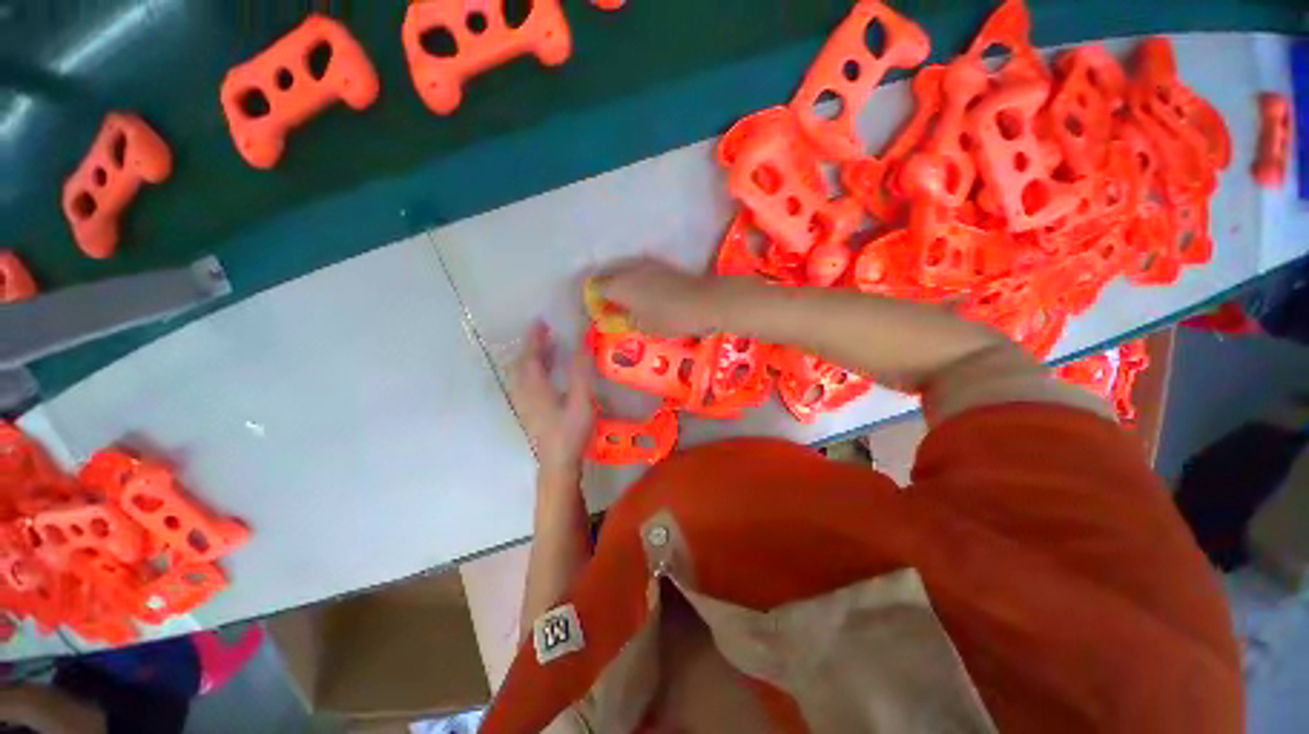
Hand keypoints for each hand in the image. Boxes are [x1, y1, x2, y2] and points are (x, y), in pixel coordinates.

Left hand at [507, 321, 593, 476]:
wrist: (558, 463)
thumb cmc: (571, 431)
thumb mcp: (581, 399)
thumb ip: (581, 370)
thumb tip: (583, 342)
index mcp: (535, 387)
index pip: (530, 356)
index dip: (534, 338)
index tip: (540, 321)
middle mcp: (524, 393)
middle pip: (521, 364)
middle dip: (531, 346)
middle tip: (545, 333)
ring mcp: (525, 405)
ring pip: (521, 375)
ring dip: (531, 358)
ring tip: (547, 350)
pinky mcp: (530, 414)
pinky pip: (525, 384)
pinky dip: (532, 372)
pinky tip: (546, 376)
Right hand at [594, 258, 720, 336]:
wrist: (704, 302)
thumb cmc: (671, 318)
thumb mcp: (645, 327)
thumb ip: (627, 320)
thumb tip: (620, 318)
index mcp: (620, 286)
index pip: (597, 288)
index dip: (594, 299)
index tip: (597, 311)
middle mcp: (630, 270)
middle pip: (610, 276)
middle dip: (607, 290)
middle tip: (610, 306)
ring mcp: (647, 265)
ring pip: (626, 272)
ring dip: (622, 284)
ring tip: (627, 302)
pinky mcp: (662, 266)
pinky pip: (641, 272)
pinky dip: (638, 282)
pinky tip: (644, 295)